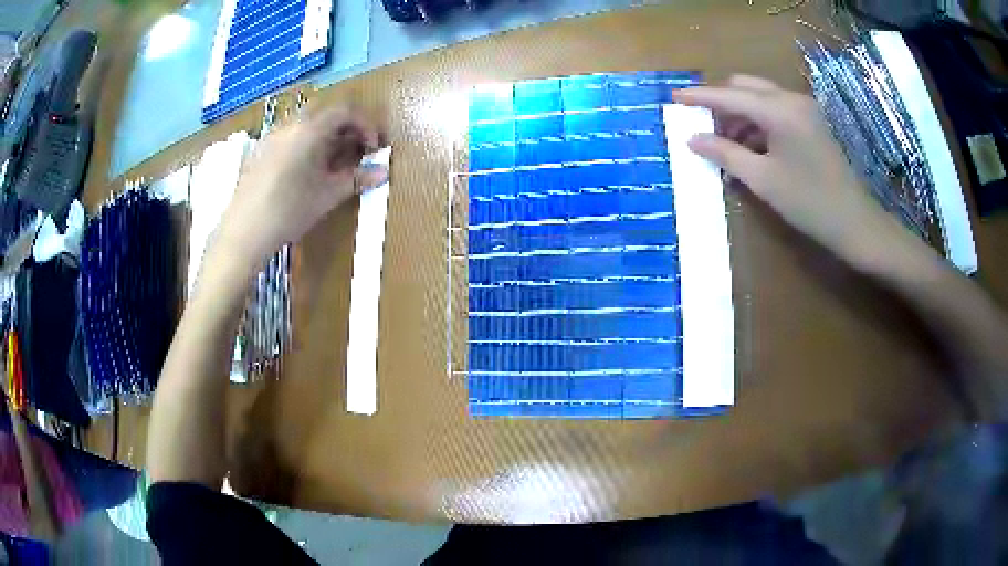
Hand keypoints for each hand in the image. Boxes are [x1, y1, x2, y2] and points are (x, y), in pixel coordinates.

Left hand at [217, 106, 387, 269]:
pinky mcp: (261, 150)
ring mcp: (272, 135)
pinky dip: (307, 141)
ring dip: (327, 134)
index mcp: (310, 129)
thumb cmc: (289, 211)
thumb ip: (356, 179)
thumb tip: (383, 172)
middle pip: (326, 112)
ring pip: (307, 122)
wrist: (244, 233)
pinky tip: (307, 168)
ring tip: (334, 160)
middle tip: (357, 150)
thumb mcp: (327, 196)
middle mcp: (290, 124)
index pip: (346, 111)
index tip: (375, 147)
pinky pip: (290, 134)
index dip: (366, 125)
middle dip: (347, 127)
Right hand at [674, 75, 925, 272]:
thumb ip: (725, 153)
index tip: (674, 97)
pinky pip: (777, 110)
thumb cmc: (809, 203)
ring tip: (727, 145)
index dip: (700, 96)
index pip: (729, 95)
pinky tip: (752, 147)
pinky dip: (759, 122)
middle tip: (705, 129)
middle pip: (745, 87)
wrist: (855, 223)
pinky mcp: (812, 121)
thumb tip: (692, 138)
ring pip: (761, 97)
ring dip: (740, 114)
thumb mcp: (762, 180)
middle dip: (722, 104)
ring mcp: (804, 108)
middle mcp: (791, 99)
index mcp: (778, 110)